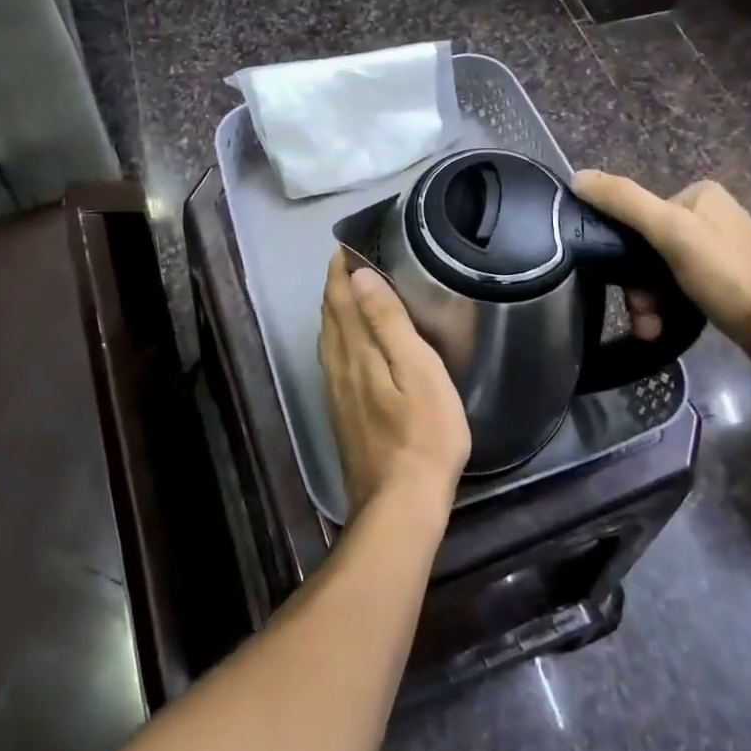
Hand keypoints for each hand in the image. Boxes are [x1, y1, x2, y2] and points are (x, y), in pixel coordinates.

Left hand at [317, 251, 470, 521]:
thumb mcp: (417, 371)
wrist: (399, 504)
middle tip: (346, 262)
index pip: (340, 299)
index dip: (341, 271)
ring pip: (327, 340)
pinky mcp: (341, 414)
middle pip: (330, 317)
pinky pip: (331, 361)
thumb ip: (387, 322)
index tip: (346, 246)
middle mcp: (338, 367)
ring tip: (345, 294)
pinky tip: (344, 346)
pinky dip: (335, 339)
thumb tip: (359, 277)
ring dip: (333, 311)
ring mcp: (337, 393)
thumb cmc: (423, 433)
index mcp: (356, 352)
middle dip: (335, 286)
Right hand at [572, 172, 750, 357]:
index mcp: (699, 195)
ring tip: (649, 329)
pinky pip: (681, 290)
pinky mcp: (728, 285)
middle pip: (649, 247)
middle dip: (637, 284)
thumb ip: (624, 201)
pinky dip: (668, 308)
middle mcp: (710, 217)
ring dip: (649, 302)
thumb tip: (577, 176)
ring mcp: (720, 252)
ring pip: (662, 273)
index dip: (621, 248)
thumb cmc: (729, 275)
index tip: (619, 281)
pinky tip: (662, 328)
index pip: (638, 213)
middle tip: (640, 313)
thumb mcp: (671, 231)